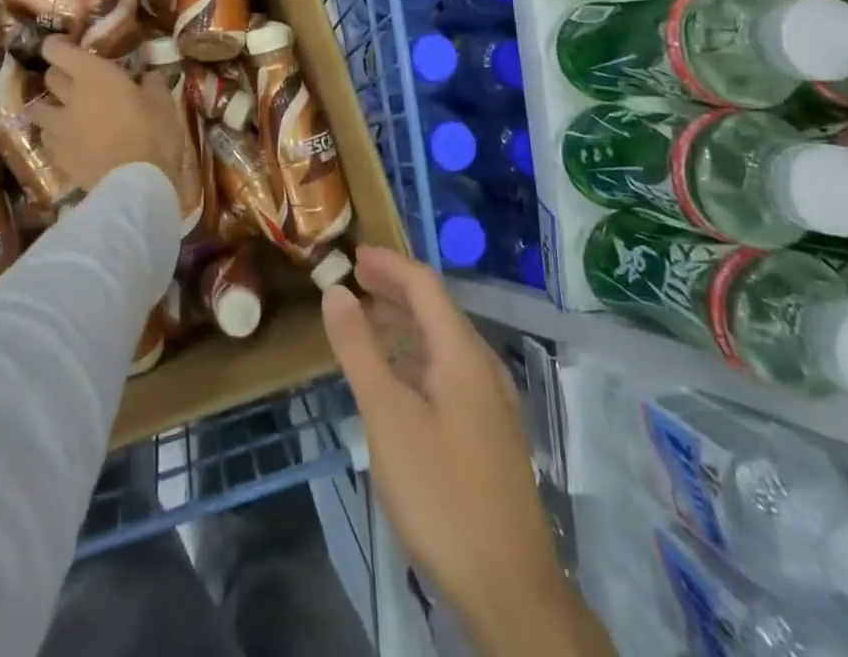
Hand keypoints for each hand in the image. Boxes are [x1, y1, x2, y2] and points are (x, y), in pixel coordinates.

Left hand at [32, 37, 186, 196]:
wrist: (136, 185)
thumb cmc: (153, 134)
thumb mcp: (163, 102)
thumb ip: (151, 83)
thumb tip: (147, 75)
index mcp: (93, 75)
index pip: (57, 50)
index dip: (57, 46)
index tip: (66, 47)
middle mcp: (68, 97)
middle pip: (49, 78)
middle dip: (59, 76)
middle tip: (76, 82)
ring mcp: (58, 129)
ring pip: (39, 111)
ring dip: (50, 109)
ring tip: (64, 115)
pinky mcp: (57, 158)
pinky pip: (47, 141)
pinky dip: (55, 139)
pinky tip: (69, 144)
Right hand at [322, 247, 609, 656]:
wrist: (511, 590)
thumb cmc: (441, 493)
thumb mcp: (386, 416)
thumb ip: (359, 349)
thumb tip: (336, 292)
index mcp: (463, 353)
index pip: (424, 284)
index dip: (388, 264)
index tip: (352, 256)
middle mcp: (483, 367)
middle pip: (437, 309)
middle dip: (394, 289)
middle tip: (353, 284)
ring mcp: (493, 403)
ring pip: (445, 342)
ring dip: (406, 324)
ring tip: (367, 324)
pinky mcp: (492, 434)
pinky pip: (451, 372)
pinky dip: (418, 357)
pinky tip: (397, 381)